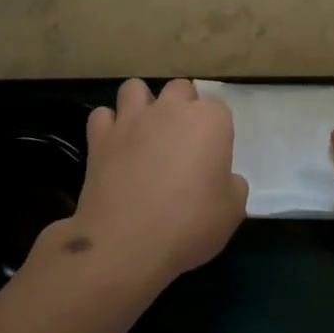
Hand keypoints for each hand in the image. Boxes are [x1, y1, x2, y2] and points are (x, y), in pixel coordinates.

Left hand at [50, 78, 245, 293]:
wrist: (126, 243)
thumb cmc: (189, 226)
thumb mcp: (232, 212)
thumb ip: (232, 184)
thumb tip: (222, 178)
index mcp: (209, 121)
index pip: (219, 109)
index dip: (216, 132)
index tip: (213, 157)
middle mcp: (170, 109)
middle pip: (180, 89)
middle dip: (182, 107)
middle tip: (182, 141)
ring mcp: (132, 119)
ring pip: (135, 89)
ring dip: (141, 104)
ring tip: (144, 132)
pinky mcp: (100, 136)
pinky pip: (102, 116)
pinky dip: (108, 127)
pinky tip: (114, 145)